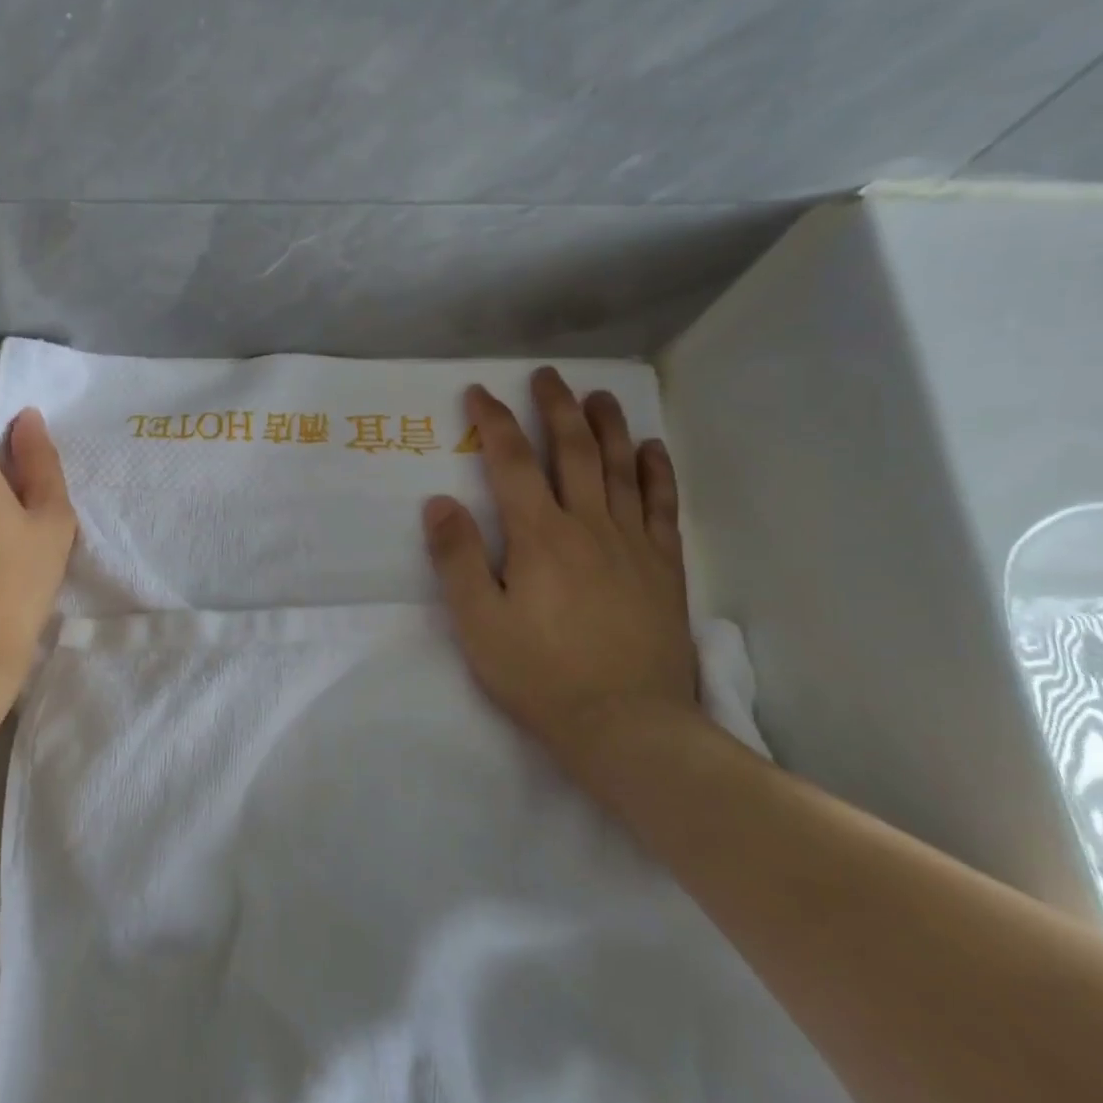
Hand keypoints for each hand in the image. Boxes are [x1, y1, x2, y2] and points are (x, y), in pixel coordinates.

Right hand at [423, 368, 704, 789]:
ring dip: (607, 426)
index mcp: (539, 536)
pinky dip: (656, 471)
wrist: (627, 726)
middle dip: (555, 408)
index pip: (512, 462)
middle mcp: (588, 525)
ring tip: (598, 395)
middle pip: (573, 451)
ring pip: (621, 468)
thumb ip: (457, 559)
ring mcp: (632, 543)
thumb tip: (439, 502)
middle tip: (546, 376)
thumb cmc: (541, 675)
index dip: (493, 422)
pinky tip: (651, 449)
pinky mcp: (663, 567)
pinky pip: (661, 505)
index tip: (479, 393)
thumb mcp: (478, 623)